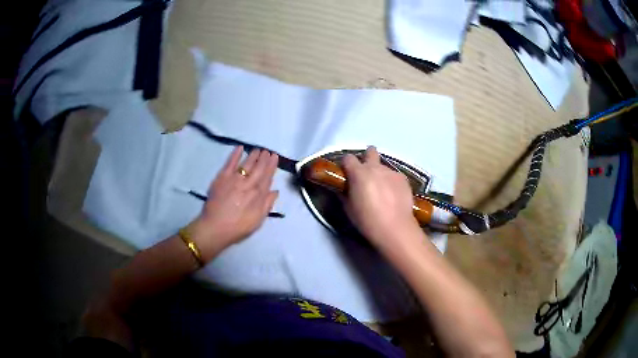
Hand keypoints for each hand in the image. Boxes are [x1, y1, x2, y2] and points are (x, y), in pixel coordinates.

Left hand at [189, 146, 278, 259]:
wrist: (215, 228)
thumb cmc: (238, 227)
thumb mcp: (258, 221)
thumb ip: (267, 205)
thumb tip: (275, 191)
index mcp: (258, 195)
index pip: (267, 177)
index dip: (271, 166)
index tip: (274, 157)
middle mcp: (248, 184)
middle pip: (258, 168)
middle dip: (264, 158)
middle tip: (268, 151)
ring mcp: (234, 179)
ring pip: (247, 164)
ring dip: (253, 155)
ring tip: (258, 149)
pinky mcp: (222, 178)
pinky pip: (230, 163)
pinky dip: (235, 154)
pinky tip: (239, 148)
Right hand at [342, 147, 420, 248]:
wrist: (395, 228)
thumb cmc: (367, 220)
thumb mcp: (349, 208)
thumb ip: (345, 193)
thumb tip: (344, 187)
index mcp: (359, 173)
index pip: (348, 158)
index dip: (346, 165)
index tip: (347, 174)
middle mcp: (375, 167)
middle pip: (370, 151)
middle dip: (367, 157)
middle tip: (366, 173)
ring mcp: (391, 172)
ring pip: (383, 166)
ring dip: (380, 174)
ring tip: (383, 191)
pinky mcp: (404, 179)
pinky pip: (394, 176)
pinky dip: (392, 182)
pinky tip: (393, 196)